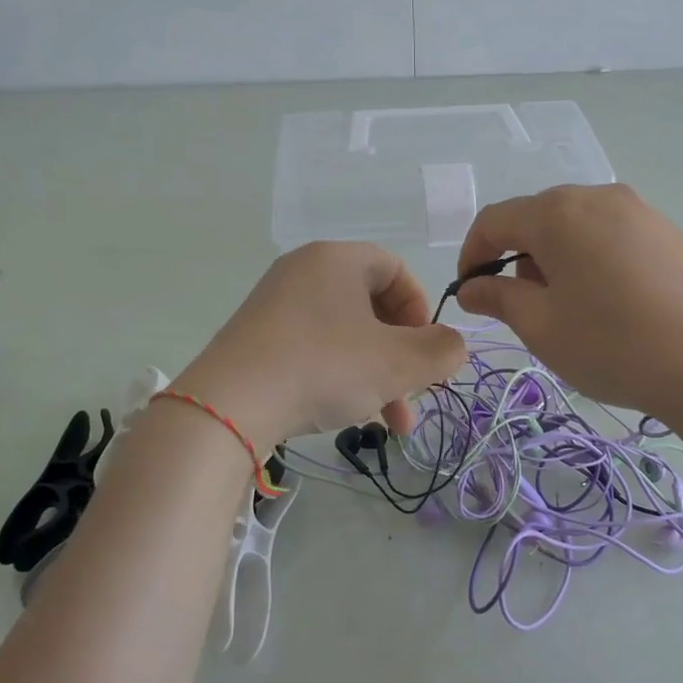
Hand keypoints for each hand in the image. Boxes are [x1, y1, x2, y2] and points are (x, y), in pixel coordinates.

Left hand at [173, 242, 466, 446]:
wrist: (229, 406)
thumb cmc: (325, 367)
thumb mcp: (398, 363)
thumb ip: (442, 351)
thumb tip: (453, 347)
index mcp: (338, 259)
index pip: (396, 270)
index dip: (422, 310)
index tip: (426, 350)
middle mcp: (304, 271)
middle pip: (372, 307)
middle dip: (402, 355)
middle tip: (415, 394)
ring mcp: (275, 305)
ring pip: (345, 334)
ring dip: (376, 375)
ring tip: (391, 424)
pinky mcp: (256, 338)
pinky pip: (313, 348)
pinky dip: (340, 376)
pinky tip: (348, 415)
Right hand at [455, 184, 682, 425]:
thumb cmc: (614, 344)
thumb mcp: (542, 327)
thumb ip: (499, 298)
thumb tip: (472, 287)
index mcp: (557, 212)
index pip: (494, 220)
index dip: (472, 254)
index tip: (470, 292)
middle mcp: (598, 196)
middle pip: (538, 218)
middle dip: (518, 258)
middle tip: (525, 308)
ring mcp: (640, 211)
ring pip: (577, 227)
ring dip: (557, 260)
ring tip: (572, 310)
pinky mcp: (670, 232)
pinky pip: (613, 236)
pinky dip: (594, 261)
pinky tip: (613, 305)